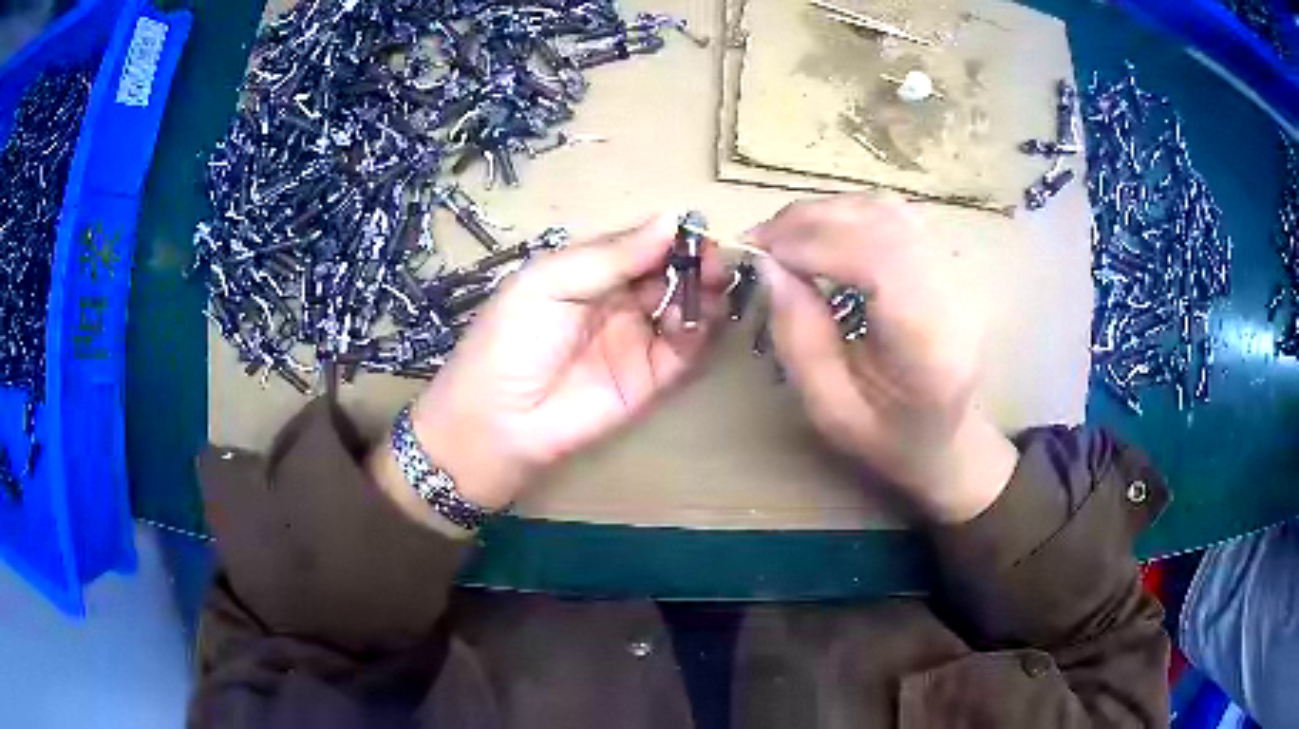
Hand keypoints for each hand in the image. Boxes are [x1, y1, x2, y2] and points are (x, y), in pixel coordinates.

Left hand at [400, 214, 724, 511]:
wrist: (498, 420)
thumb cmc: (511, 339)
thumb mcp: (550, 282)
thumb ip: (611, 255)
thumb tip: (671, 219)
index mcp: (590, 272)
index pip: (642, 246)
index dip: (671, 237)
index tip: (697, 229)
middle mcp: (620, 302)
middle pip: (670, 275)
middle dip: (696, 263)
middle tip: (716, 259)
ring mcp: (638, 341)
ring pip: (686, 310)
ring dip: (705, 294)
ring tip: (714, 284)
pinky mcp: (651, 380)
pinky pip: (686, 351)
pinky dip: (701, 332)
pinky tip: (701, 317)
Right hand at [750, 196, 1017, 523]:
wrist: (947, 434)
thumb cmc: (888, 437)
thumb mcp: (830, 410)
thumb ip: (800, 341)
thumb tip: (770, 266)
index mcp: (932, 350)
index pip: (881, 264)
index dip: (816, 244)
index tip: (763, 254)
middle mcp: (956, 298)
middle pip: (884, 224)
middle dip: (811, 222)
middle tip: (760, 240)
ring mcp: (958, 272)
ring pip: (888, 209)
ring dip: (827, 212)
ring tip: (783, 236)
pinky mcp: (949, 259)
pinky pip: (895, 214)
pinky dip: (848, 213)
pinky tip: (820, 233)